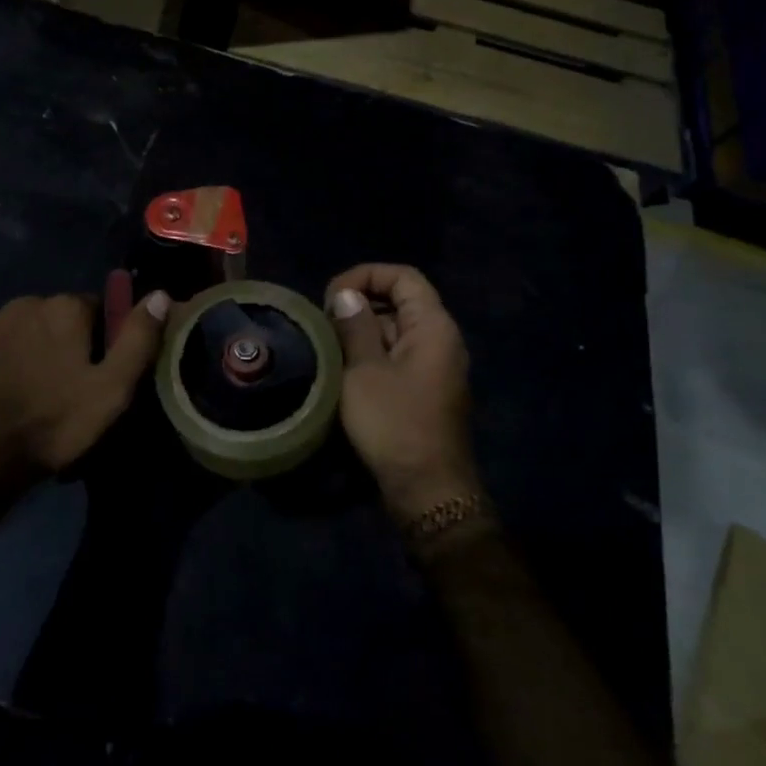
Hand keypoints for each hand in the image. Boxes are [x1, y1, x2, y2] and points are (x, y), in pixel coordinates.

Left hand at [0, 289, 170, 491]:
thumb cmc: (54, 423)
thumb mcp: (112, 390)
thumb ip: (138, 340)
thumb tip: (161, 295)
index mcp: (65, 307)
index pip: (96, 309)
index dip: (100, 340)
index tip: (96, 373)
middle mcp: (25, 301)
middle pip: (56, 317)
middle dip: (63, 341)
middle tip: (63, 385)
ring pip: (21, 328)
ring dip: (29, 347)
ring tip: (28, 390)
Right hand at [326, 264, 481, 526]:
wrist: (427, 489)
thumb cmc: (394, 424)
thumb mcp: (363, 371)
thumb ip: (355, 327)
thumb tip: (347, 295)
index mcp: (433, 327)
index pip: (403, 276)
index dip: (365, 276)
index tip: (332, 297)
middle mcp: (441, 340)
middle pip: (401, 301)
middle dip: (360, 304)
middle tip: (324, 323)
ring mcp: (436, 366)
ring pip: (397, 330)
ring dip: (363, 331)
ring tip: (328, 345)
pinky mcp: (426, 389)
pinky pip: (399, 355)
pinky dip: (372, 353)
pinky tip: (345, 369)